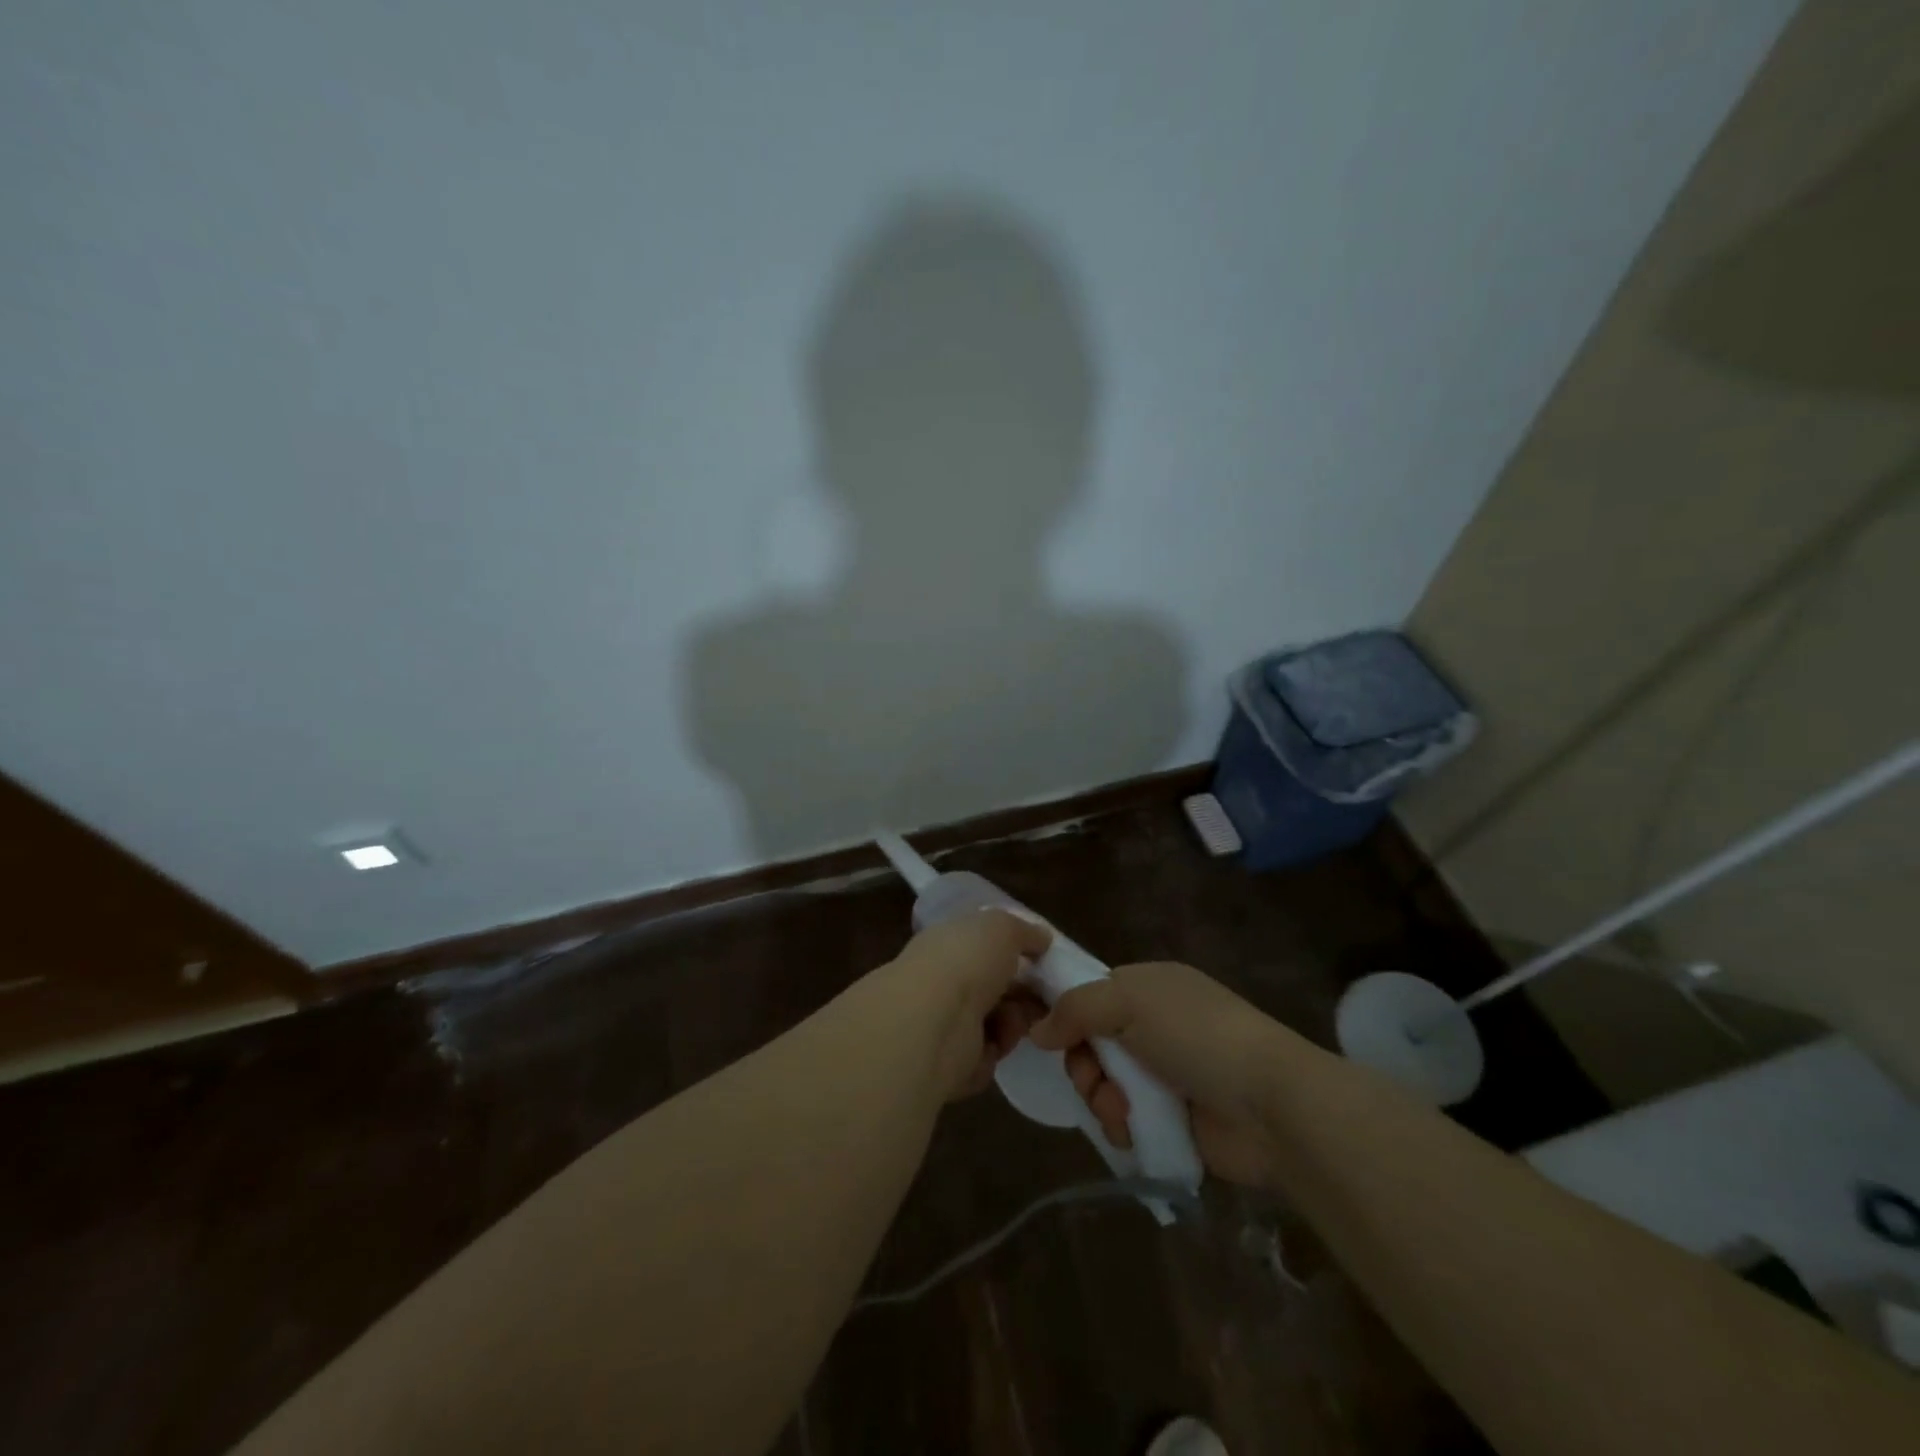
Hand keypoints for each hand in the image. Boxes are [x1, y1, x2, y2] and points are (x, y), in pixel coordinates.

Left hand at [875, 910, 1052, 1100]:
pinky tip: (992, 1045)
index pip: (983, 947)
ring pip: (995, 1024)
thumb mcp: (1002, 927)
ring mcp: (943, 1022)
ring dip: (1012, 1024)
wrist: (933, 1022)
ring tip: (1011, 1023)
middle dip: (1022, 994)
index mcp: (948, 943)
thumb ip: (1024, 931)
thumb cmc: (965, 961)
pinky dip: (994, 1053)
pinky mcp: (947, 1062)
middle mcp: (943, 980)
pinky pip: (986, 1057)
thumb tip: (1041, 938)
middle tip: (1043, 998)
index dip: (1015, 954)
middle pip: (994, 988)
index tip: (1043, 962)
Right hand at [1030, 961, 1286, 1184]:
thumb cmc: (1197, 1035)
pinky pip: (1126, 1122)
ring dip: (1101, 1099)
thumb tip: (1037, 1029)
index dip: (1067, 1014)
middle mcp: (1154, 1027)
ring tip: (1119, 1112)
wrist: (1268, 1104)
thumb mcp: (1129, 1002)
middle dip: (1084, 1065)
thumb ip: (1076, 1008)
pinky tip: (1131, 1131)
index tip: (1048, 1035)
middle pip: (1092, 1044)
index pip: (1092, 994)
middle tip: (1092, 1079)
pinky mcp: (1172, 1121)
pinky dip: (1121, 1127)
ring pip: (1105, 1085)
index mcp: (1149, 988)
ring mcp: (1164, 1075)